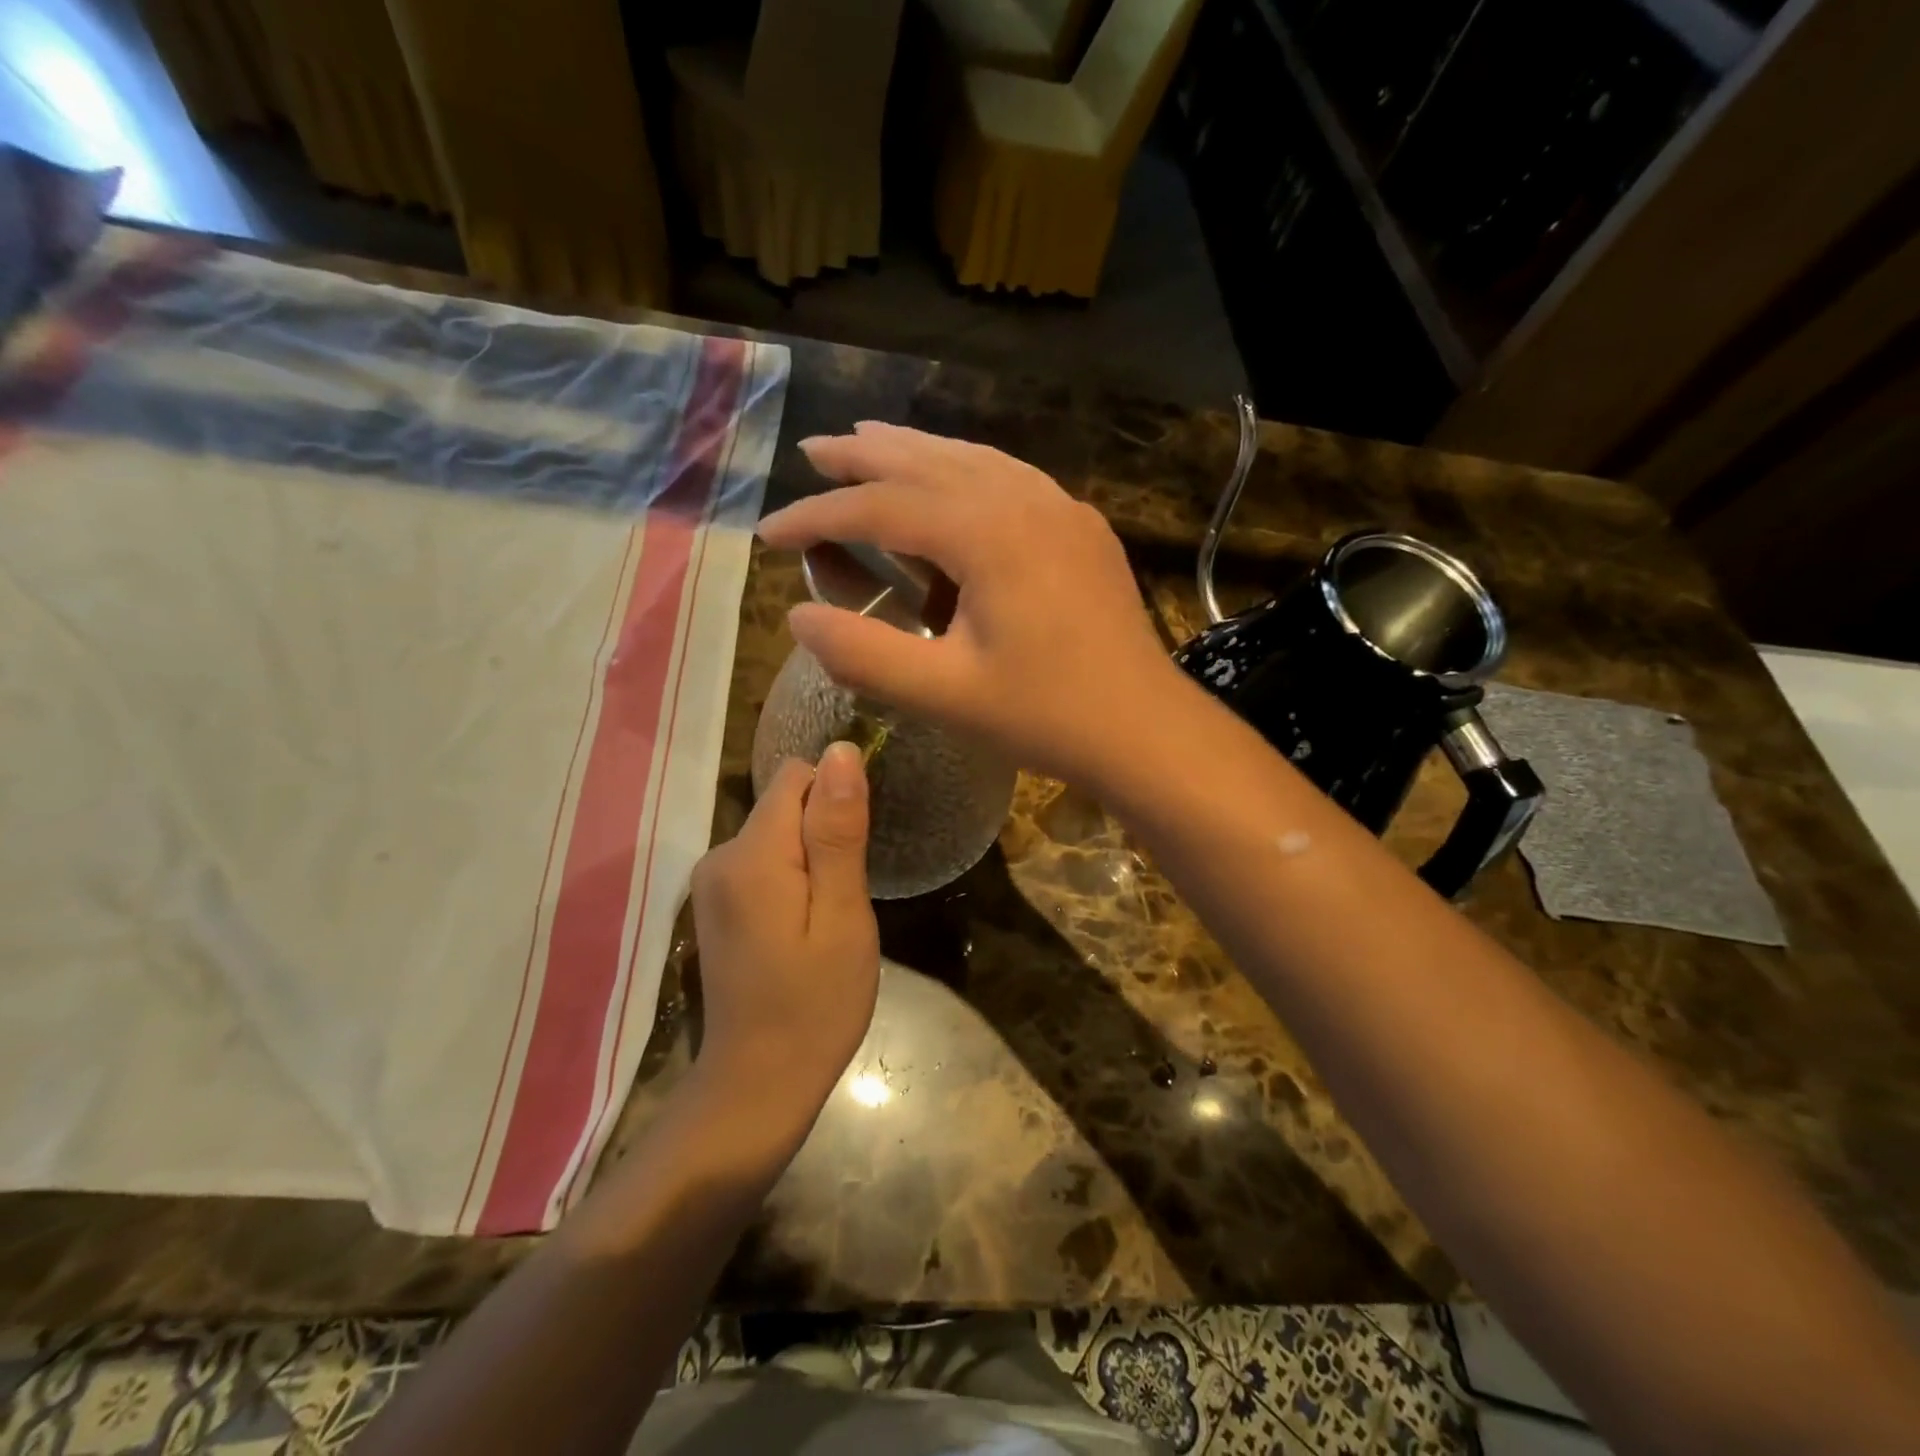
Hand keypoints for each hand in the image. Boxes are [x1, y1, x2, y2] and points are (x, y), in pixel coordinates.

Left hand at [688, 743, 879, 1136]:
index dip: (837, 801)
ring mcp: (711, 884)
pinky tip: (803, 930)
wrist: (758, 1086)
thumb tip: (840, 751)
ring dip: (812, 860)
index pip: (797, 777)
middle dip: (825, 835)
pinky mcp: (716, 906)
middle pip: (785, 804)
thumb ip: (838, 831)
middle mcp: (719, 856)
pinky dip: (792, 880)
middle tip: (846, 900)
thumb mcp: (843, 916)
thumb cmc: (815, 1004)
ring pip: (777, 834)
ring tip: (828, 919)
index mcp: (750, 854)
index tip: (856, 852)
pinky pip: (764, 863)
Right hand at [757, 423, 1180, 787]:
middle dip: (862, 457)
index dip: (816, 516)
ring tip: (869, 443)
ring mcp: (1059, 506)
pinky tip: (951, 477)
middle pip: (925, 460)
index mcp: (985, 532)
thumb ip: (863, 654)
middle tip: (812, 451)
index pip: (879, 507)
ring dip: (914, 451)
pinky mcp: (1080, 526)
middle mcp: (1022, 499)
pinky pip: (1008, 476)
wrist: (1144, 728)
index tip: (768, 532)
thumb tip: (797, 616)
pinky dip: (963, 468)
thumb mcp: (943, 694)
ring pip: (970, 458)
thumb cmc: (1045, 715)